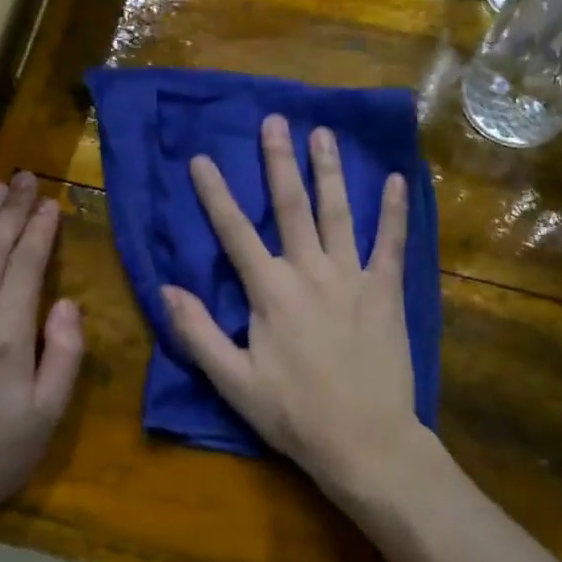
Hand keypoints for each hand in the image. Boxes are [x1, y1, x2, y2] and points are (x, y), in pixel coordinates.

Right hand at [163, 115, 421, 494]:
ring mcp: (353, 278)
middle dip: (279, 161)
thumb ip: (198, 333)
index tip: (202, 158)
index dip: (216, 194)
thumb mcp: (233, 381)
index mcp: (270, 292)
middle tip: (275, 120)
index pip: (235, 232)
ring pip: (339, 213)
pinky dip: (393, 211)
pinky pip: (391, 243)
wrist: (365, 441)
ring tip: (323, 133)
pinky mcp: (386, 292)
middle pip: (291, 206)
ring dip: (329, 171)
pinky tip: (396, 180)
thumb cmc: (294, 414)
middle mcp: (310, 272)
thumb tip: (166, 289)